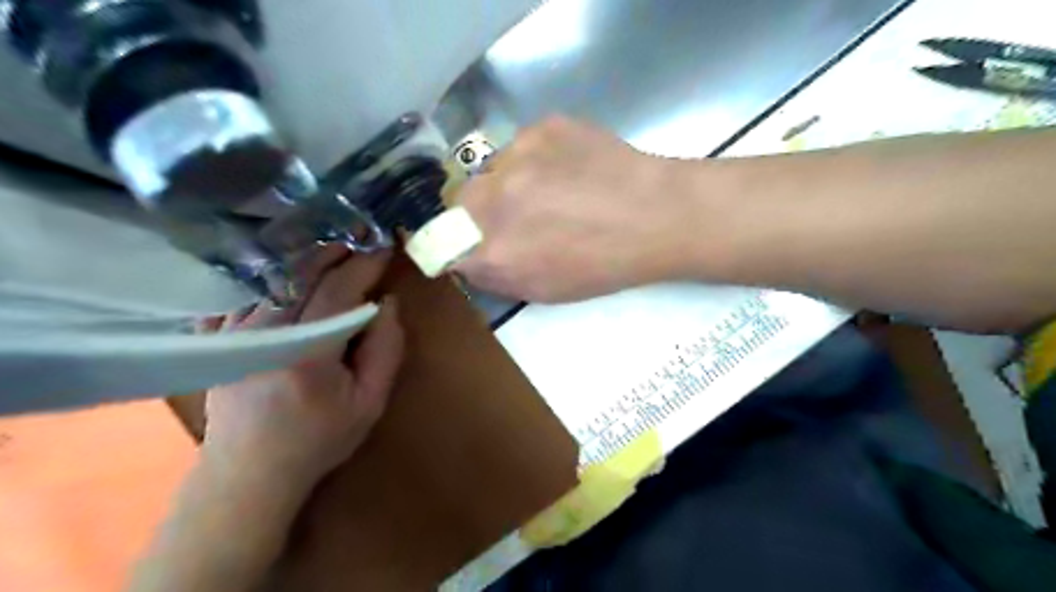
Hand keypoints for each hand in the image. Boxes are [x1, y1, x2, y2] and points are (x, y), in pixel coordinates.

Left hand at [201, 250, 405, 493]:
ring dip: (305, 257)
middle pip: (301, 273)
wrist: (249, 473)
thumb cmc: (319, 439)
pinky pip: (245, 291)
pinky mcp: (219, 338)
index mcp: (307, 351)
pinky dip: (269, 273)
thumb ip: (386, 350)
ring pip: (272, 277)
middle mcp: (265, 333)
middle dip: (334, 250)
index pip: (338, 289)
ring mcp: (234, 332)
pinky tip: (287, 266)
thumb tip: (388, 302)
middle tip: (360, 236)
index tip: (385, 246)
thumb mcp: (370, 402)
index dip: (364, 263)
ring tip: (332, 245)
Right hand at [459, 115, 690, 299]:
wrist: (656, 215)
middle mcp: (491, 201)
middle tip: (513, 215)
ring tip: (548, 189)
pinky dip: (533, 159)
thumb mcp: (543, 291)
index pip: (438, 243)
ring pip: (488, 170)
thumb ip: (494, 275)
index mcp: (492, 251)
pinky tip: (567, 168)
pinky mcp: (540, 127)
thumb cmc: (603, 265)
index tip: (467, 241)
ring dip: (505, 183)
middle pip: (456, 201)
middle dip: (476, 212)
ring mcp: (516, 157)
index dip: (452, 242)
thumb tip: (466, 256)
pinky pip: (519, 146)